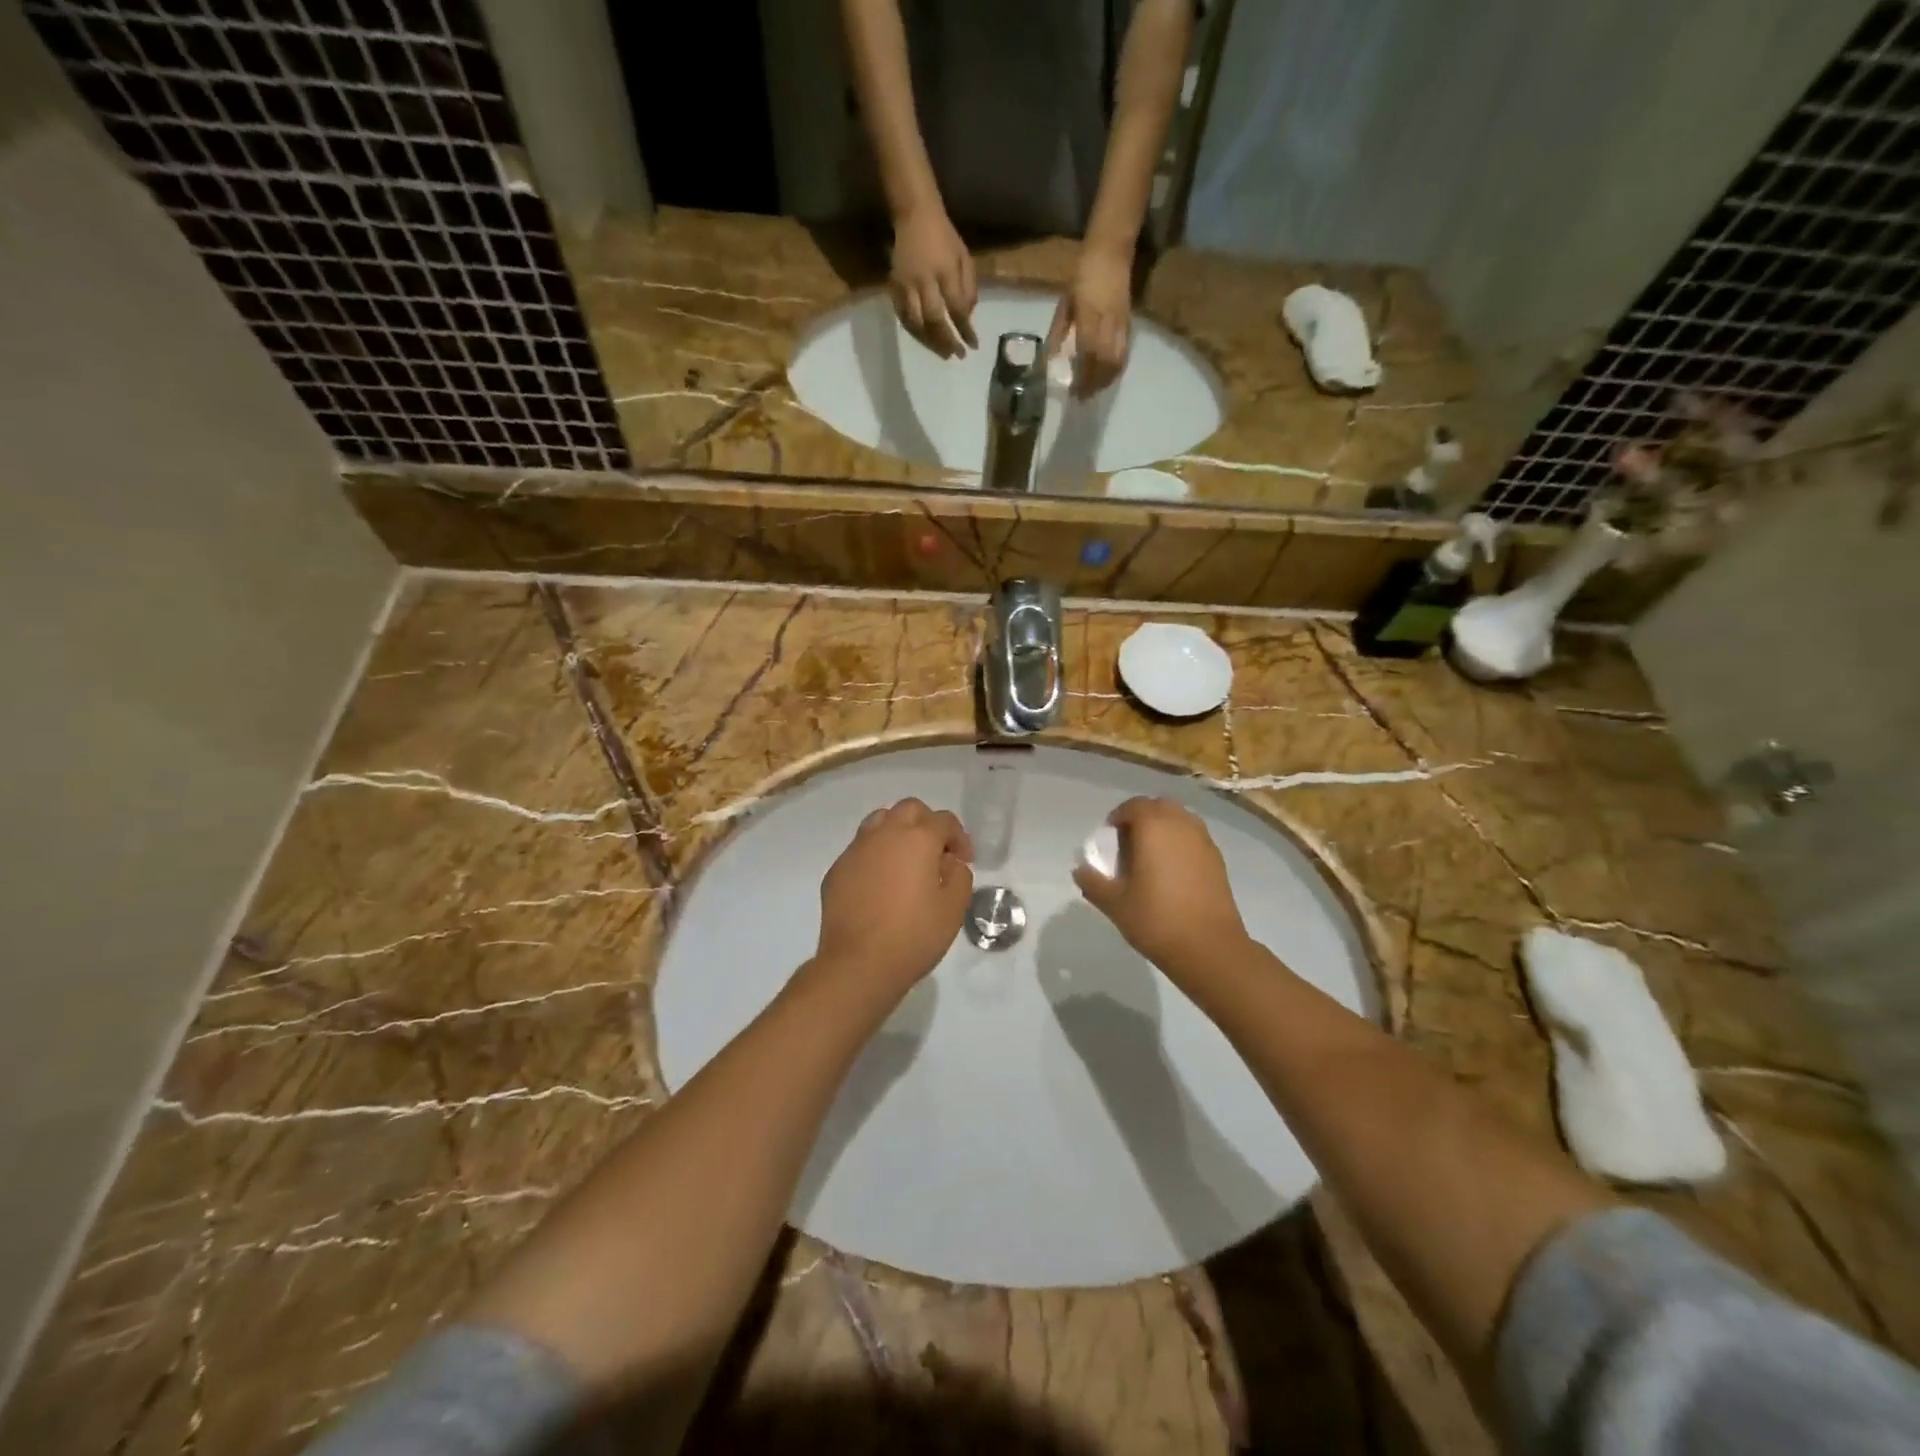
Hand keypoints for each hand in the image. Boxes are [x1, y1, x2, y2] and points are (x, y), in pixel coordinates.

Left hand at [813, 798, 973, 1002]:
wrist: (858, 964)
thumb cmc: (913, 936)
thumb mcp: (953, 908)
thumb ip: (959, 875)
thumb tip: (948, 862)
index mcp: (917, 839)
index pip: (944, 820)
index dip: (959, 837)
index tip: (964, 861)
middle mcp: (884, 834)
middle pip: (910, 809)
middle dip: (928, 824)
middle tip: (937, 854)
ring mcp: (856, 849)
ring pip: (880, 821)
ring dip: (898, 832)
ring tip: (906, 861)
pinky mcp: (837, 869)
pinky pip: (861, 848)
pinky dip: (876, 854)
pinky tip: (880, 883)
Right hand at [890, 206, 977, 358]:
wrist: (914, 215)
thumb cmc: (944, 237)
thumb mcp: (964, 256)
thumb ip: (968, 287)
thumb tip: (967, 317)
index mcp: (945, 270)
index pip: (957, 308)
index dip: (965, 330)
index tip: (973, 345)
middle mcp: (924, 280)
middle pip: (934, 320)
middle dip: (947, 341)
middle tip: (956, 355)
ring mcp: (906, 284)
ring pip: (916, 323)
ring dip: (930, 342)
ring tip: (942, 353)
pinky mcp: (894, 287)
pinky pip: (903, 316)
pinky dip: (914, 332)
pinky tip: (924, 339)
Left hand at [1046, 244, 1132, 397]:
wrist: (1111, 251)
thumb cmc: (1082, 274)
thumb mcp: (1065, 303)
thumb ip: (1059, 332)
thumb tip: (1052, 359)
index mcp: (1089, 316)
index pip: (1088, 354)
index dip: (1082, 376)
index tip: (1074, 391)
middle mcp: (1108, 322)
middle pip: (1105, 363)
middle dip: (1095, 383)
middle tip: (1083, 396)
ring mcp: (1121, 323)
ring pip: (1118, 360)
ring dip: (1106, 380)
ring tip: (1094, 390)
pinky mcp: (1128, 323)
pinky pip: (1124, 352)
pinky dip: (1116, 368)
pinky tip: (1107, 375)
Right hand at [1072, 797, 1251, 984]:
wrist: (1209, 948)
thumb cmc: (1156, 920)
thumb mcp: (1114, 903)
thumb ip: (1092, 882)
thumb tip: (1080, 870)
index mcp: (1154, 827)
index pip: (1133, 806)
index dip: (1118, 817)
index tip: (1108, 838)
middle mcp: (1181, 825)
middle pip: (1158, 807)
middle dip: (1141, 818)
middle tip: (1128, 844)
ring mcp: (1203, 840)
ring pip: (1179, 819)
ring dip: (1163, 828)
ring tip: (1150, 857)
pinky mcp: (1218, 859)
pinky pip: (1193, 838)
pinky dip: (1179, 843)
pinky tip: (1172, 872)